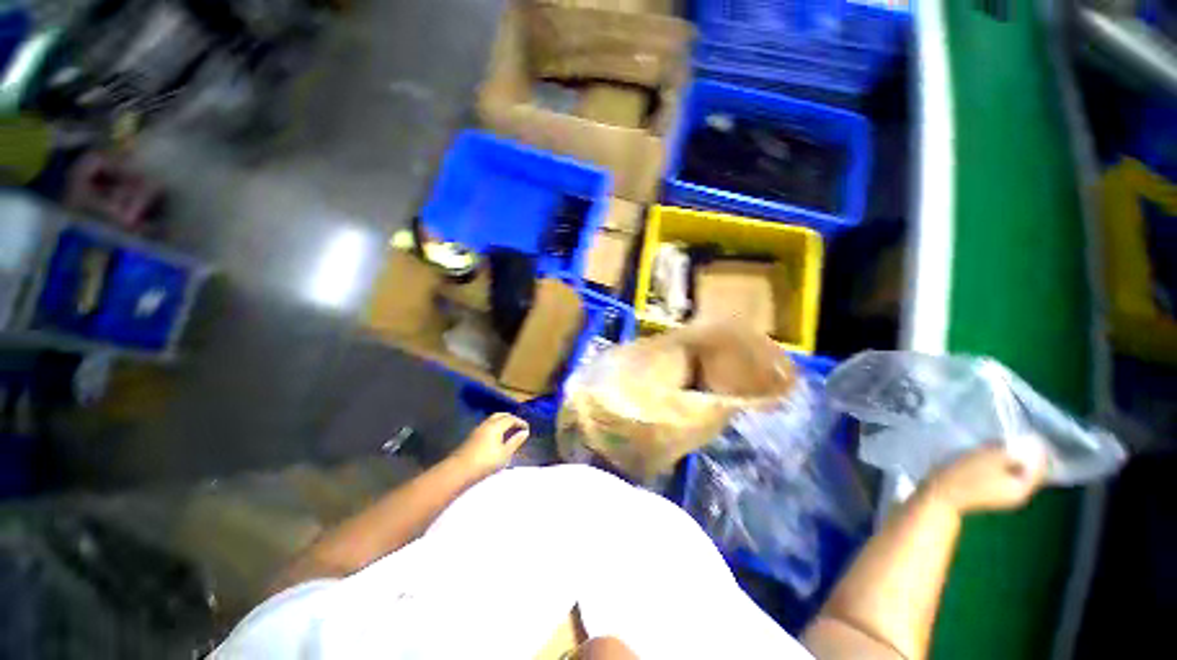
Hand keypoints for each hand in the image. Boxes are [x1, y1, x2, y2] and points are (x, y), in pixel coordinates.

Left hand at [452, 413, 529, 477]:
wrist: (459, 471)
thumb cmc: (486, 462)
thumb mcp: (505, 454)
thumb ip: (515, 442)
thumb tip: (525, 432)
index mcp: (496, 426)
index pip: (511, 419)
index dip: (520, 422)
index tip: (527, 428)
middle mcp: (487, 424)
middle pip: (501, 415)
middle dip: (510, 418)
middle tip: (518, 425)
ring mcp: (477, 429)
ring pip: (492, 420)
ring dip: (502, 421)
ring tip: (508, 431)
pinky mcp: (472, 436)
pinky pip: (487, 425)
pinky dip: (495, 426)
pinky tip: (496, 437)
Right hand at [922, 442, 1047, 514]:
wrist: (940, 494)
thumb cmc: (966, 475)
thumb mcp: (990, 458)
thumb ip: (1013, 452)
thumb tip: (1028, 447)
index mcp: (1023, 489)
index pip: (1039, 468)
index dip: (1036, 450)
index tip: (1030, 434)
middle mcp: (1018, 495)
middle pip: (1026, 471)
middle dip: (1021, 454)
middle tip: (1011, 439)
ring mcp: (1002, 496)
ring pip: (1013, 473)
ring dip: (1008, 459)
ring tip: (996, 445)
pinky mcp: (989, 493)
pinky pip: (1002, 476)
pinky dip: (999, 465)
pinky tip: (986, 457)